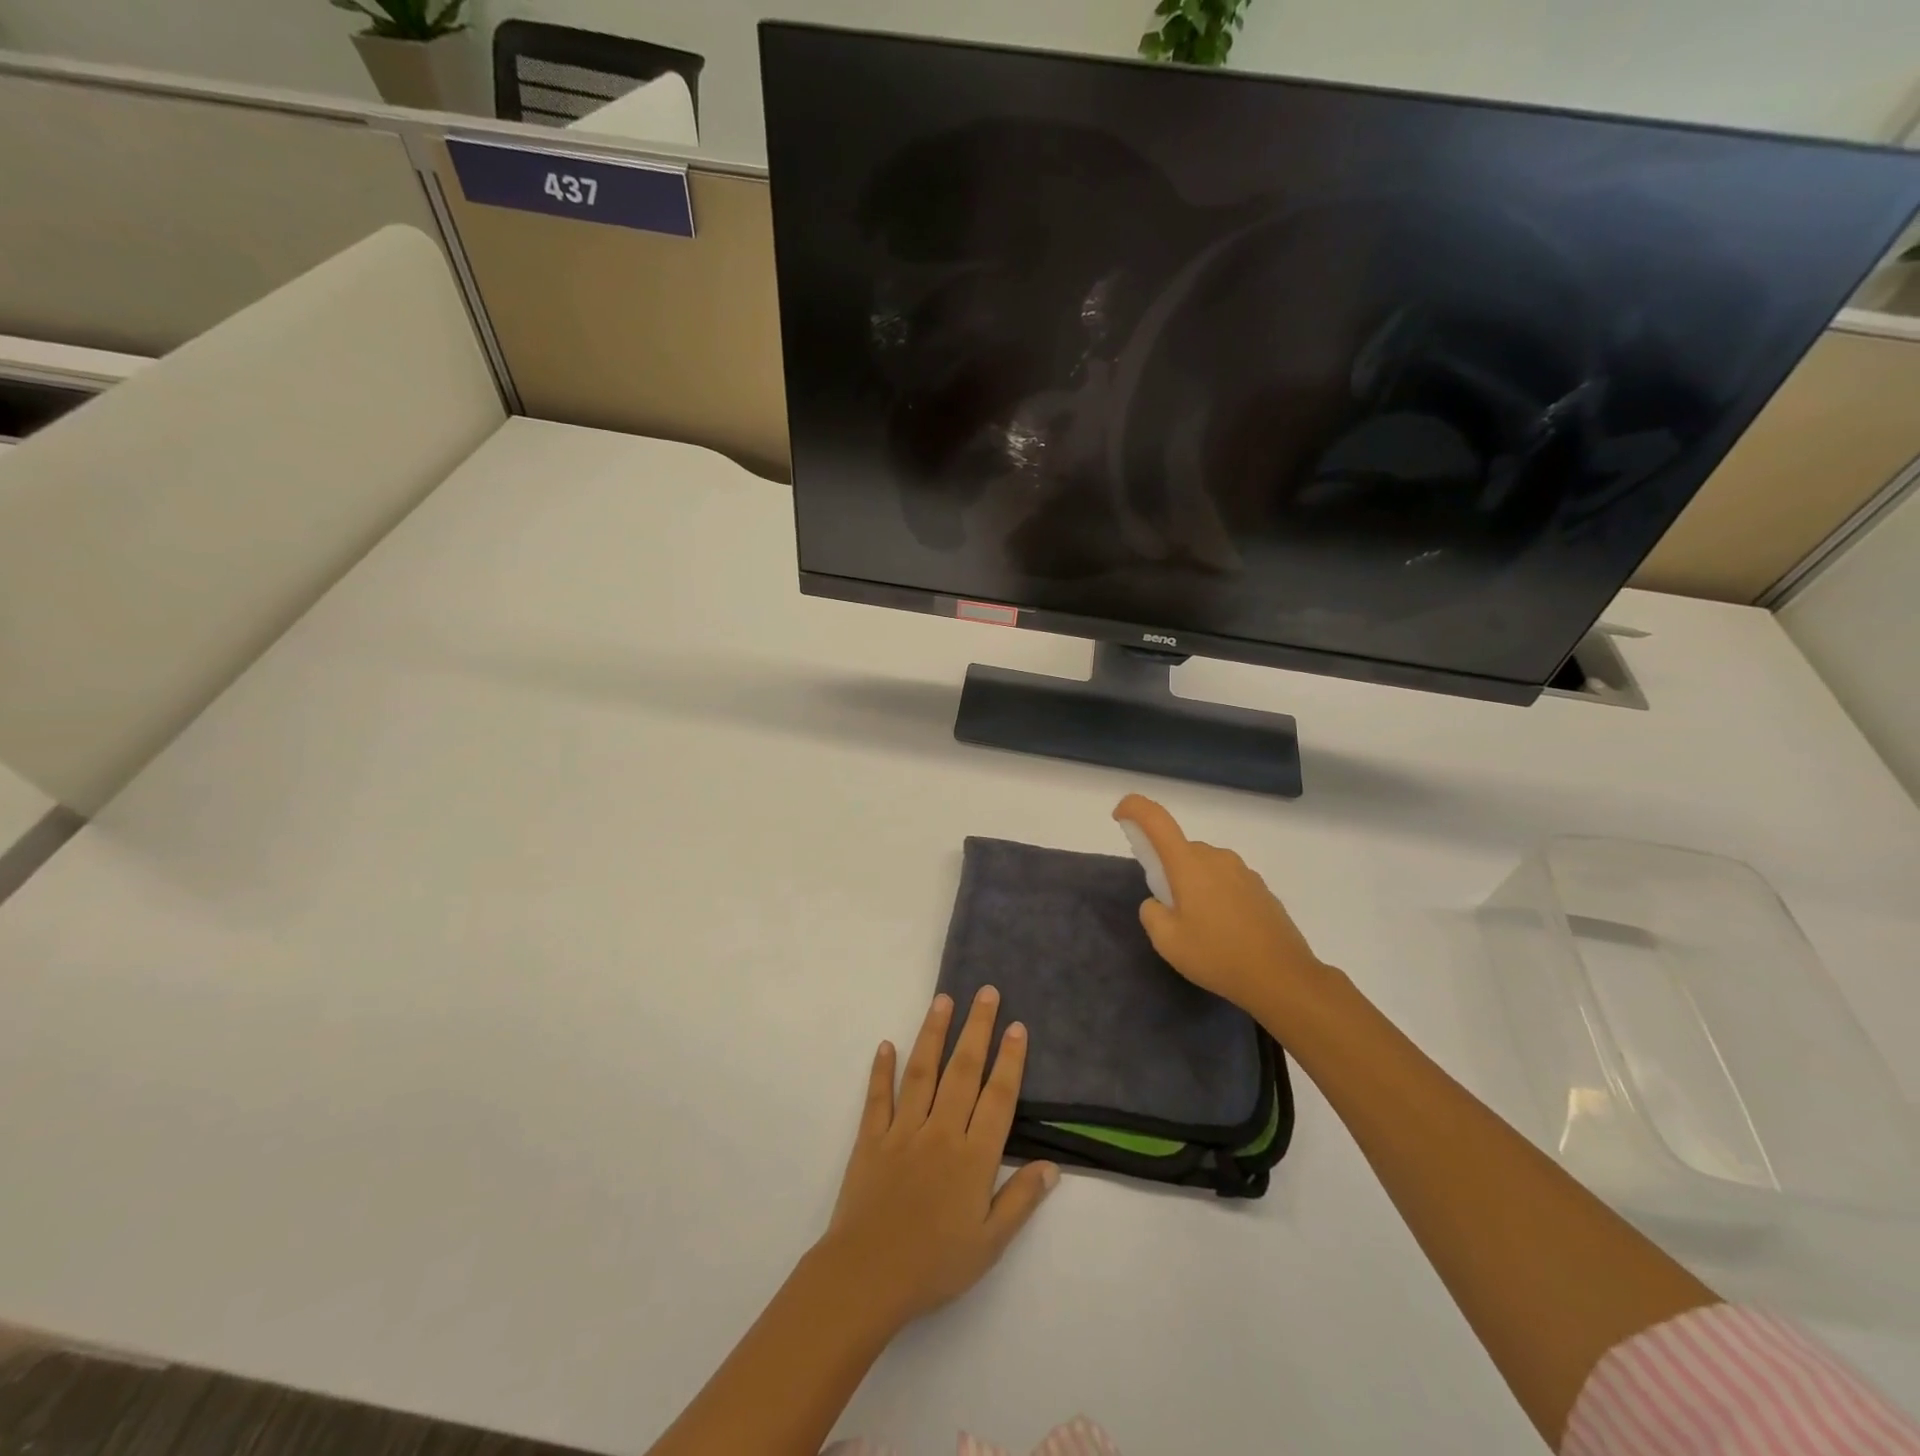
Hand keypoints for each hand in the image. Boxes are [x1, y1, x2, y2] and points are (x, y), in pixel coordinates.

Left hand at [818, 989, 1058, 1331]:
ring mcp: (903, 1130)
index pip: (997, 1097)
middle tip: (986, 992)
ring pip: (922, 1071)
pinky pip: (878, 1097)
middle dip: (977, 1028)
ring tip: (943, 1000)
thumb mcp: (989, 1244)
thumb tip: (1052, 1166)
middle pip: (962, 1070)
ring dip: (933, 1033)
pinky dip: (881, 1070)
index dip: (1010, 1061)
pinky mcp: (871, 1138)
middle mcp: (940, 1131)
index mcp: (973, 1156)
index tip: (1017, 1026)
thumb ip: (1021, 1200)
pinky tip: (886, 1045)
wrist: (867, 1277)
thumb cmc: (934, 1264)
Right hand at [1114, 793, 1333, 1022]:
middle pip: (1180, 849)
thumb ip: (1151, 913)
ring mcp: (1243, 871)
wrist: (1283, 977)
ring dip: (1193, 884)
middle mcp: (1216, 857)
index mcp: (1188, 863)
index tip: (1120, 817)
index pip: (1156, 819)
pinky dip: (1216, 895)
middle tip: (1167, 908)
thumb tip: (1159, 902)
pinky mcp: (1261, 888)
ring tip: (1199, 926)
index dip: (1134, 809)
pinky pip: (1226, 881)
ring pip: (1204, 866)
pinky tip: (1224, 931)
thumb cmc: (1218, 956)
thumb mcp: (1167, 941)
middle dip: (1167, 869)